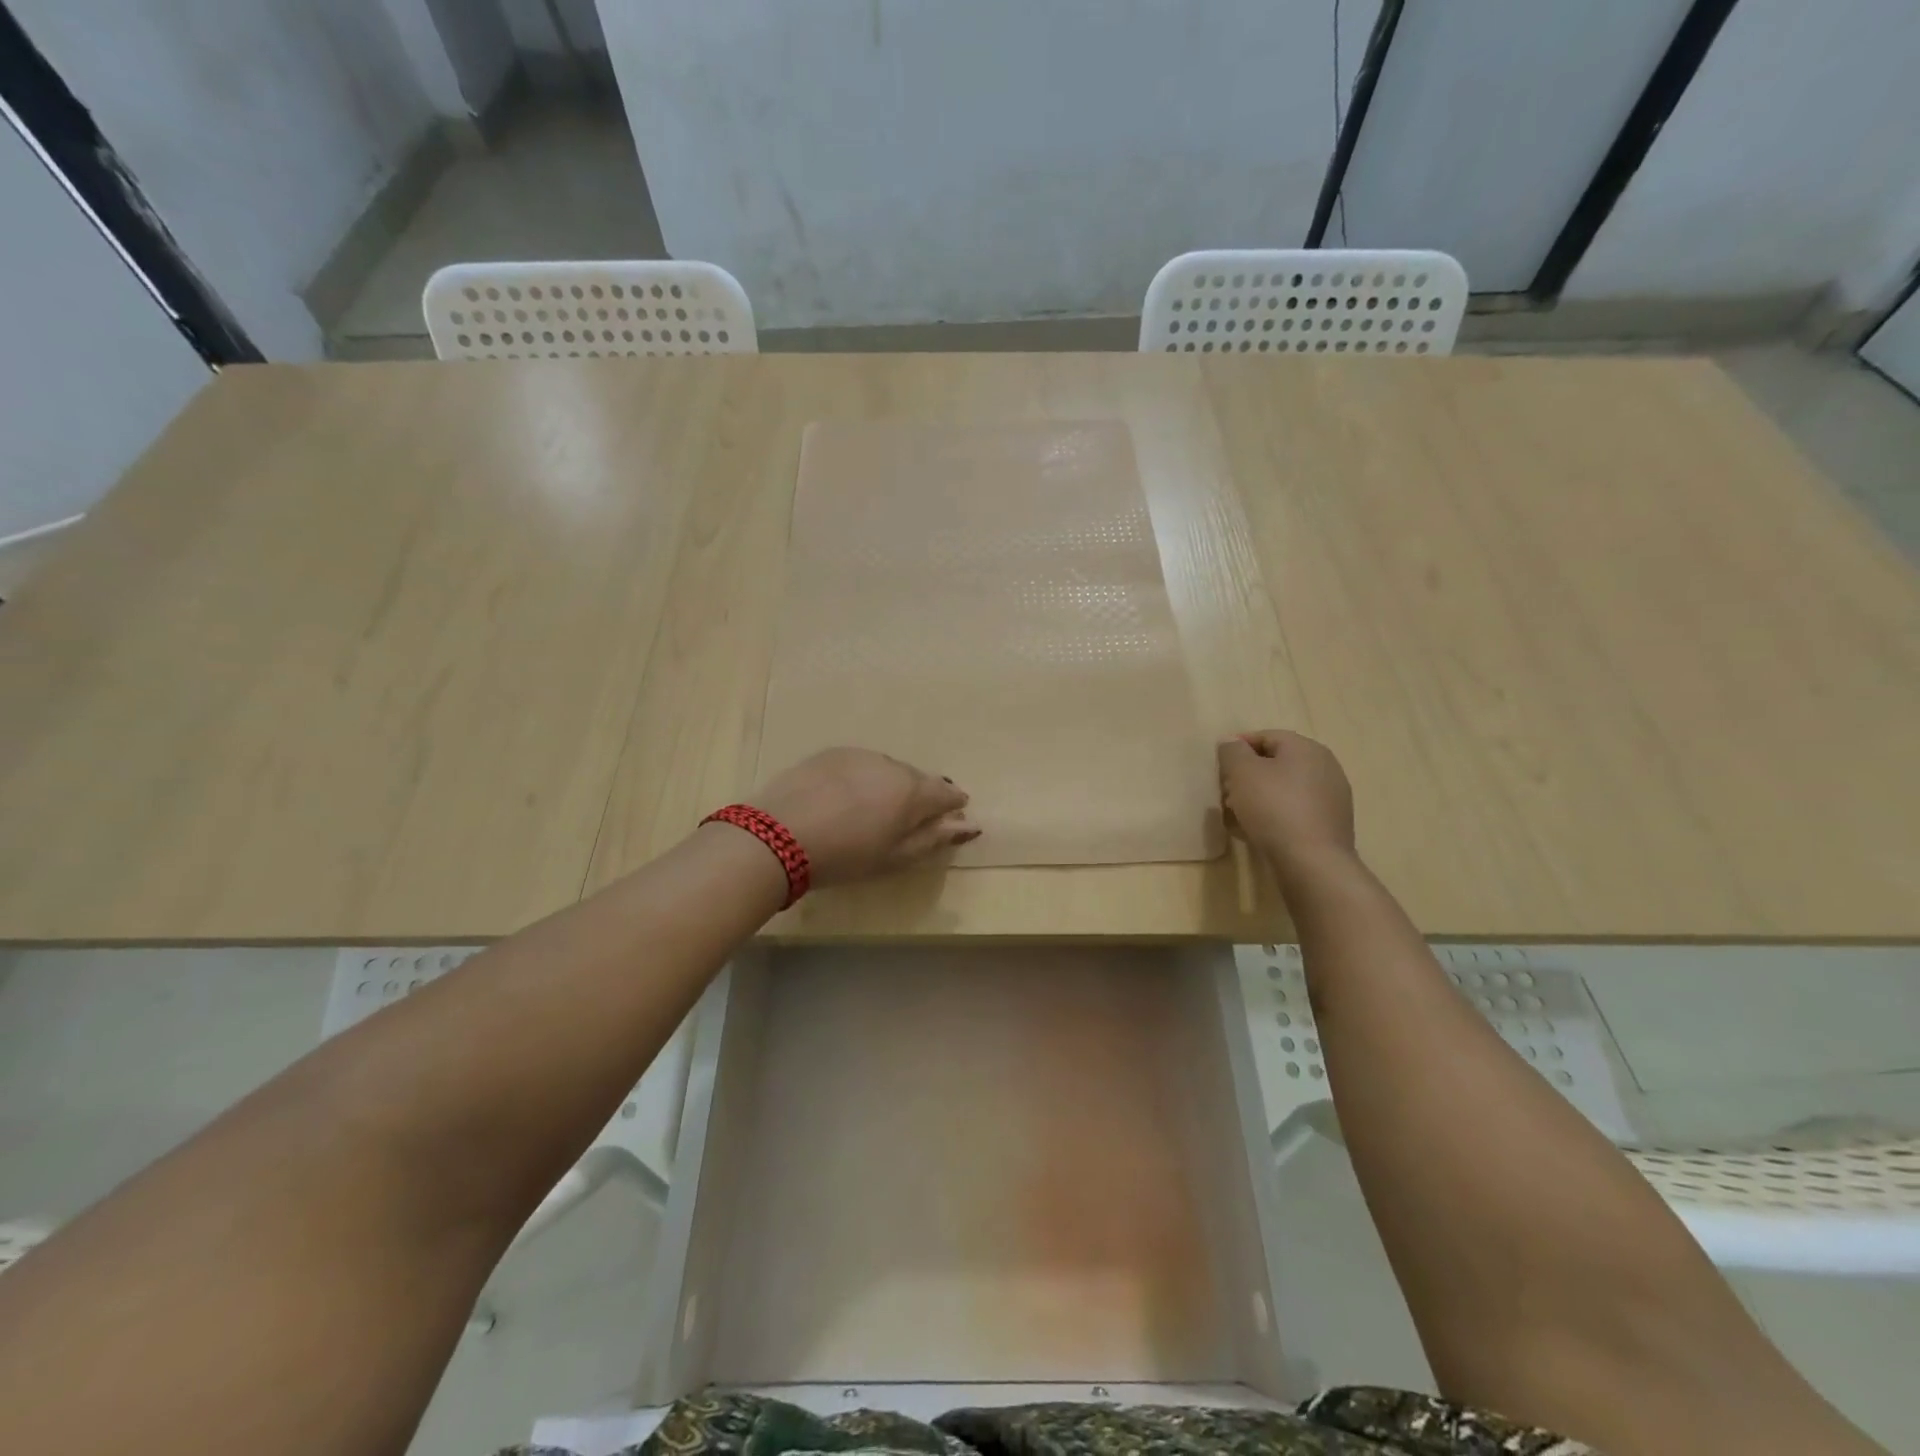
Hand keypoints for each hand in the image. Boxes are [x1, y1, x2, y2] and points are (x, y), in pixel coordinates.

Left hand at [749, 748, 978, 886]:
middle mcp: (891, 764)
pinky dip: (862, 778)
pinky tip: (846, 798)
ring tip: (874, 810)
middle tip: (908, 820)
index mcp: (913, 791)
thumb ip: (934, 838)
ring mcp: (859, 755)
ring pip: (887, 769)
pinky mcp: (830, 753)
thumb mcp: (895, 857)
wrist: (778, 836)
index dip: (953, 805)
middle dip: (919, 796)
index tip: (951, 816)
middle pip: (916, 778)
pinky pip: (859, 765)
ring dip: (889, 785)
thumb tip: (969, 825)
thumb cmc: (846, 856)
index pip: (946, 792)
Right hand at [1218, 730, 1355, 872]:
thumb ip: (1233, 751)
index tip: (1219, 767)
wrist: (1312, 862)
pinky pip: (1295, 811)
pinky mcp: (1331, 824)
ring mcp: (1332, 797)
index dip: (1237, 748)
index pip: (1265, 737)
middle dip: (1247, 776)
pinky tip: (1258, 831)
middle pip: (1276, 763)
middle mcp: (1325, 767)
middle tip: (1226, 793)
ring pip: (1285, 788)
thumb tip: (1232, 742)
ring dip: (1259, 797)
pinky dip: (1275, 815)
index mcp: (1306, 748)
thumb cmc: (1273, 808)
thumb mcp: (1242, 773)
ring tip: (1237, 815)